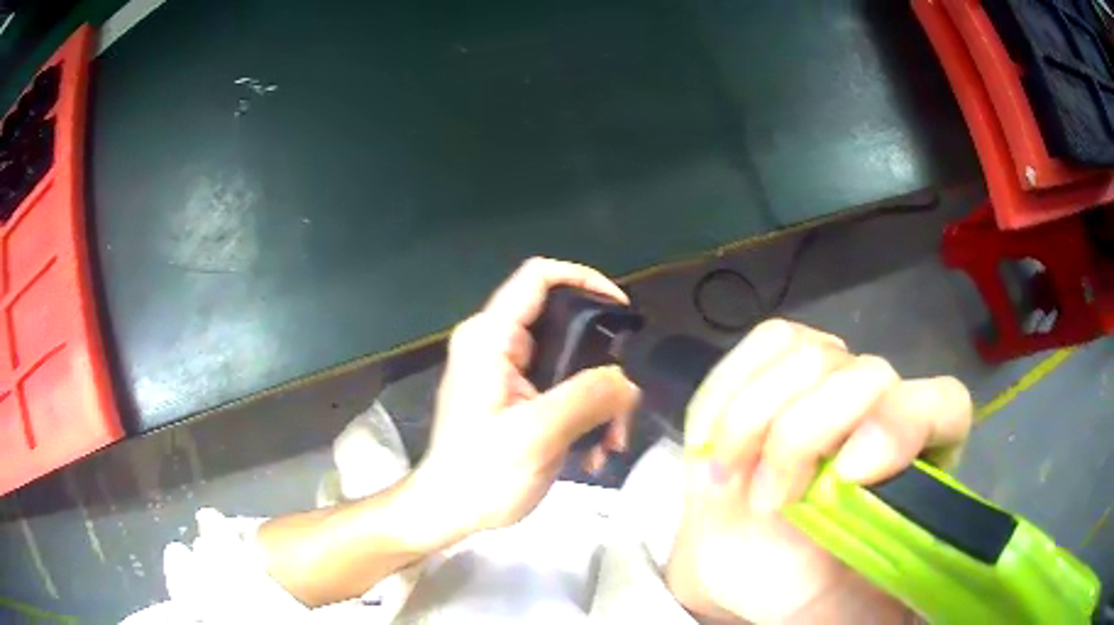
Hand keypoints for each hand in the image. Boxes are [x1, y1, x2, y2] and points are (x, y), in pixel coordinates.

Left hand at [413, 258, 640, 537]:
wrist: (449, 511)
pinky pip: (560, 387)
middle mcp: (496, 344)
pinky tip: (593, 451)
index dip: (585, 279)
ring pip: (569, 361)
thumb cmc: (482, 474)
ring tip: (611, 440)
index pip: (539, 276)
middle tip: (624, 400)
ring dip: (597, 397)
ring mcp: (504, 371)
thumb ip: (588, 398)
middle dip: (601, 361)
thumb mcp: (539, 435)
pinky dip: (582, 412)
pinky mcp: (513, 395)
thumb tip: (627, 381)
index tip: (622, 310)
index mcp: (490, 338)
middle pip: (563, 323)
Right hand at [667, 320, 971, 623]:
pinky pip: (761, 344)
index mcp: (923, 459)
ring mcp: (835, 378)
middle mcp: (885, 405)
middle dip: (802, 434)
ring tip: (727, 476)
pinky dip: (728, 389)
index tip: (850, 476)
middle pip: (864, 373)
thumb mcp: (855, 607)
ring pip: (807, 352)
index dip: (902, 426)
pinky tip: (714, 441)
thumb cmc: (815, 587)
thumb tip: (901, 605)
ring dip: (753, 416)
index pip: (944, 406)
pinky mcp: (784, 364)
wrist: (756, 564)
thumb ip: (882, 599)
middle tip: (766, 503)